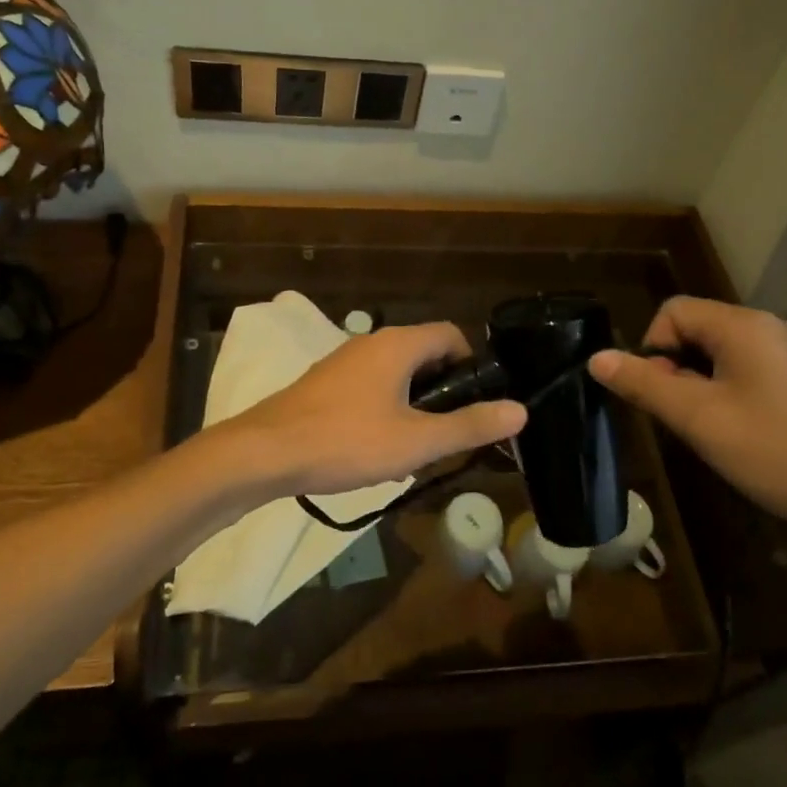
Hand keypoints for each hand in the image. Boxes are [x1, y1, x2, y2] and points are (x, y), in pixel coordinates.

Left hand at [220, 322, 526, 497]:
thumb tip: (519, 410)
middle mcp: (372, 342)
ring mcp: (344, 360)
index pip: (451, 334)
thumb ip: (469, 425)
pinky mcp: (325, 382)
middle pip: (424, 354)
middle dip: (442, 391)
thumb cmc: (347, 441)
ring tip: (413, 450)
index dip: (471, 364)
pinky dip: (385, 409)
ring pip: (396, 374)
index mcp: (398, 344)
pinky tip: (376, 450)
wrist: (266, 452)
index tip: (474, 404)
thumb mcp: (416, 441)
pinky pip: (370, 386)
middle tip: (446, 434)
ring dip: (413, 405)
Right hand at [588, 297, 786, 555]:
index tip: (663, 395)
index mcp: (744, 325)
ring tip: (710, 426)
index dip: (653, 347)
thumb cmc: (773, 451)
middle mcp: (767, 327)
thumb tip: (596, 358)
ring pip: (717, 351)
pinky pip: (743, 367)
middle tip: (685, 416)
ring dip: (698, 382)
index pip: (673, 311)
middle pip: (695, 328)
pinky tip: (739, 430)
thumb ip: (644, 383)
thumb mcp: (698, 418)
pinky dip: (725, 390)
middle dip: (675, 367)